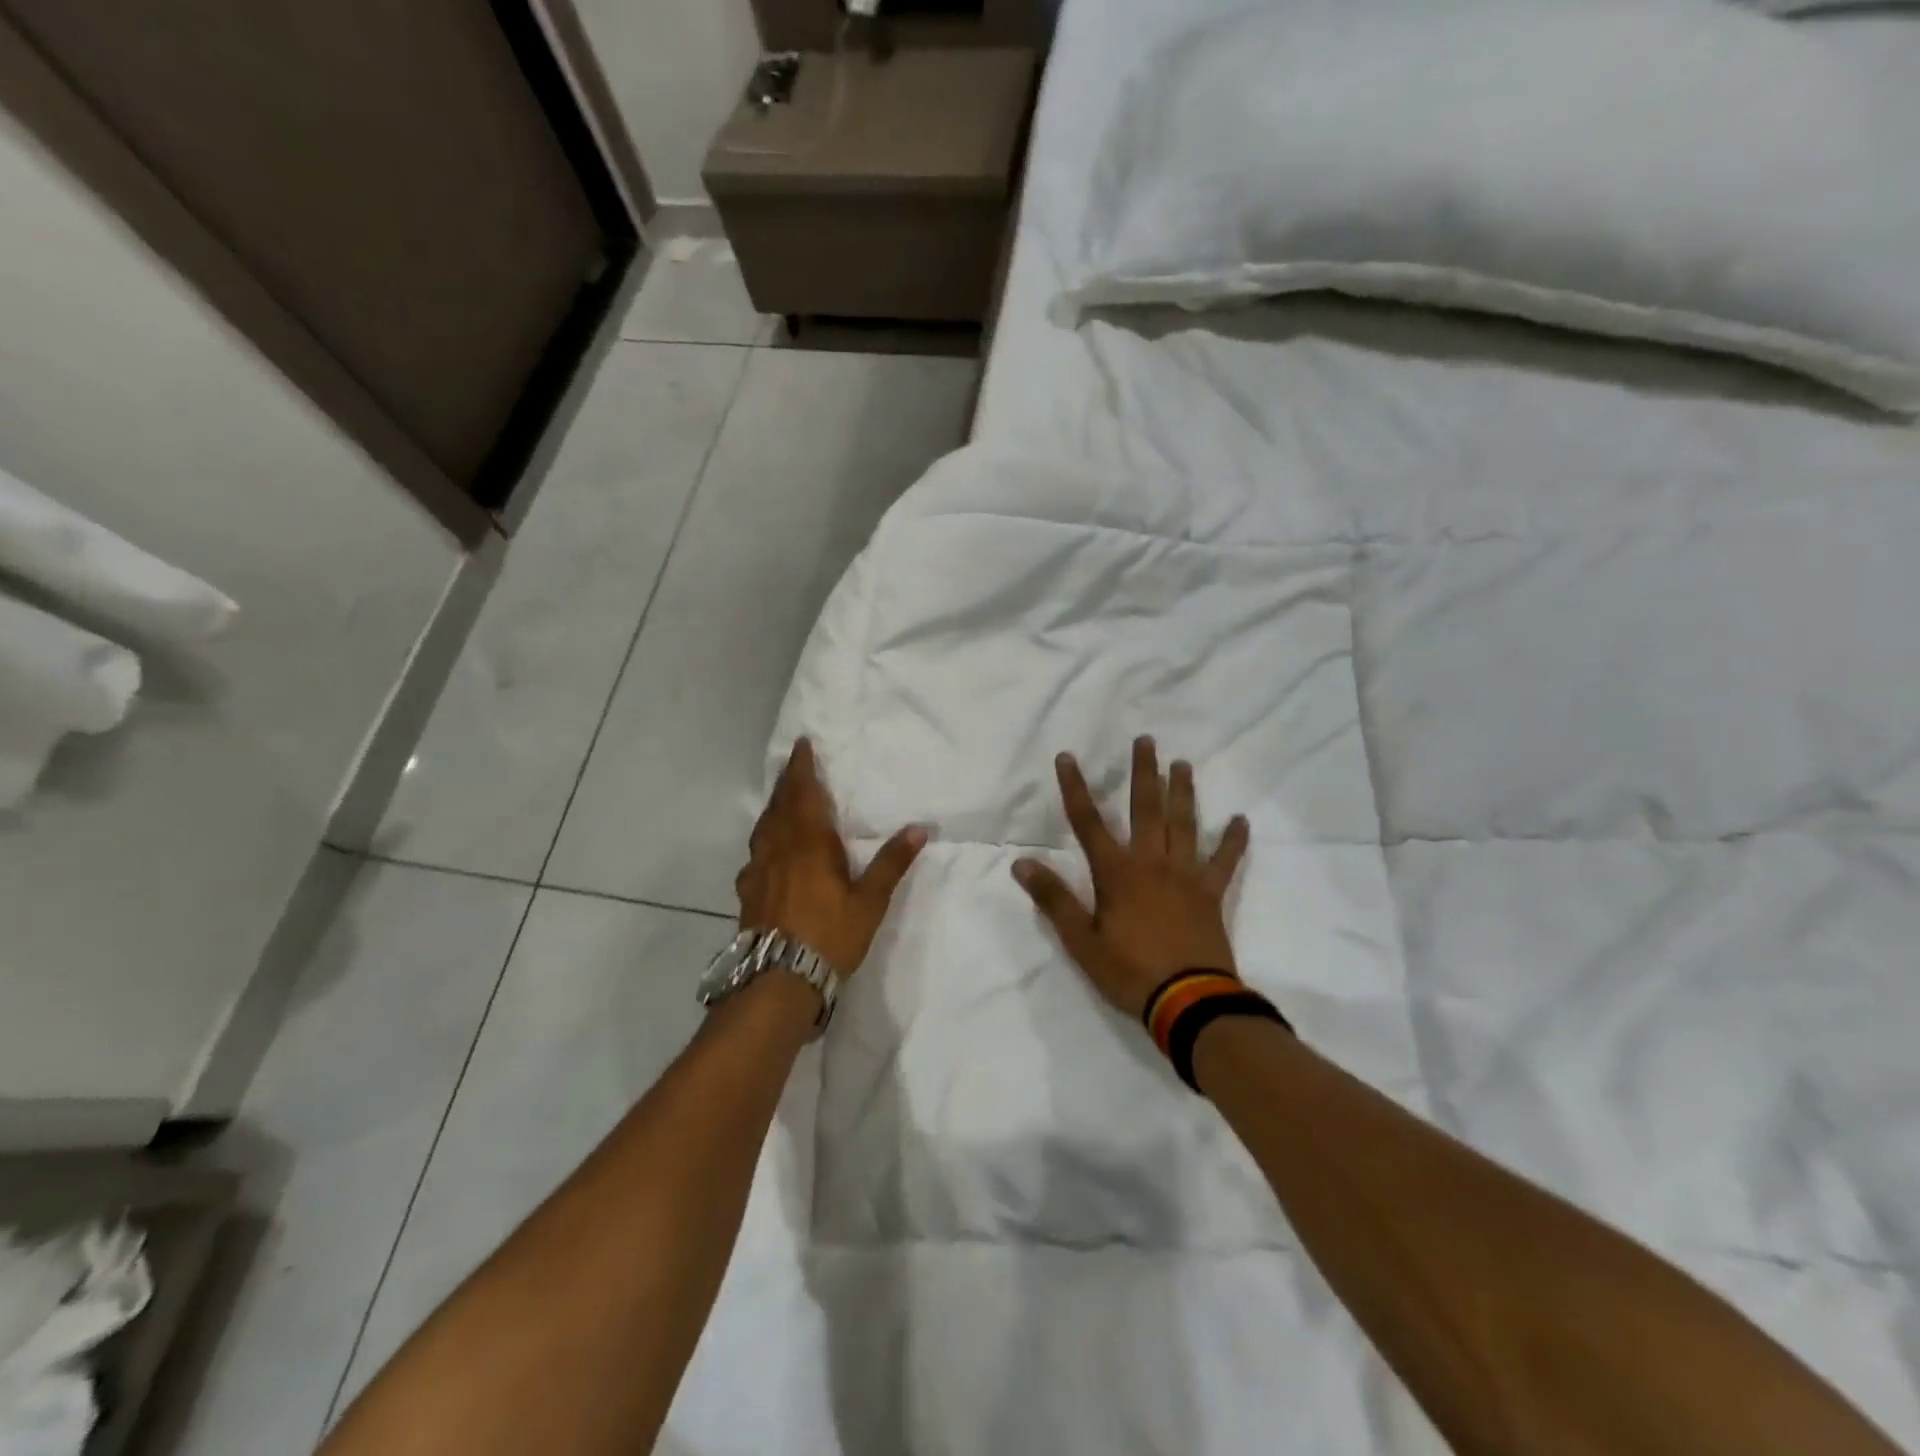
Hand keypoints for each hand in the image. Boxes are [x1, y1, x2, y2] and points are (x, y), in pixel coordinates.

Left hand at [737, 738, 926, 976]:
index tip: (802, 745)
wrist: (779, 979)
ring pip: (764, 828)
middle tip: (794, 766)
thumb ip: (891, 862)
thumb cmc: (830, 934)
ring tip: (782, 802)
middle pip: (780, 806)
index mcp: (809, 842)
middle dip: (788, 783)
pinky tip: (769, 854)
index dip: (802, 768)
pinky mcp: (748, 892)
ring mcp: (758, 870)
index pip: (803, 793)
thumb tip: (919, 829)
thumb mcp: (870, 900)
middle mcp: (779, 848)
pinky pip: (756, 854)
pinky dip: (765, 841)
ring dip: (774, 808)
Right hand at [1013, 737, 1250, 1019]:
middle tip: (1147, 741)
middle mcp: (1151, 863)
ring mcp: (1186, 876)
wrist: (1188, 1002)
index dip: (1075, 788)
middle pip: (1146, 809)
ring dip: (1183, 792)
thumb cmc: (1129, 971)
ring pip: (1184, 824)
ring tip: (1183, 764)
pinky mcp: (1211, 894)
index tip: (1067, 757)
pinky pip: (1225, 861)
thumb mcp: (1080, 940)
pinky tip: (1240, 820)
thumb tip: (1021, 863)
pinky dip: (1232, 841)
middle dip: (1143, 772)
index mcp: (1116, 873)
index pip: (1088, 822)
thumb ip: (1053, 899)